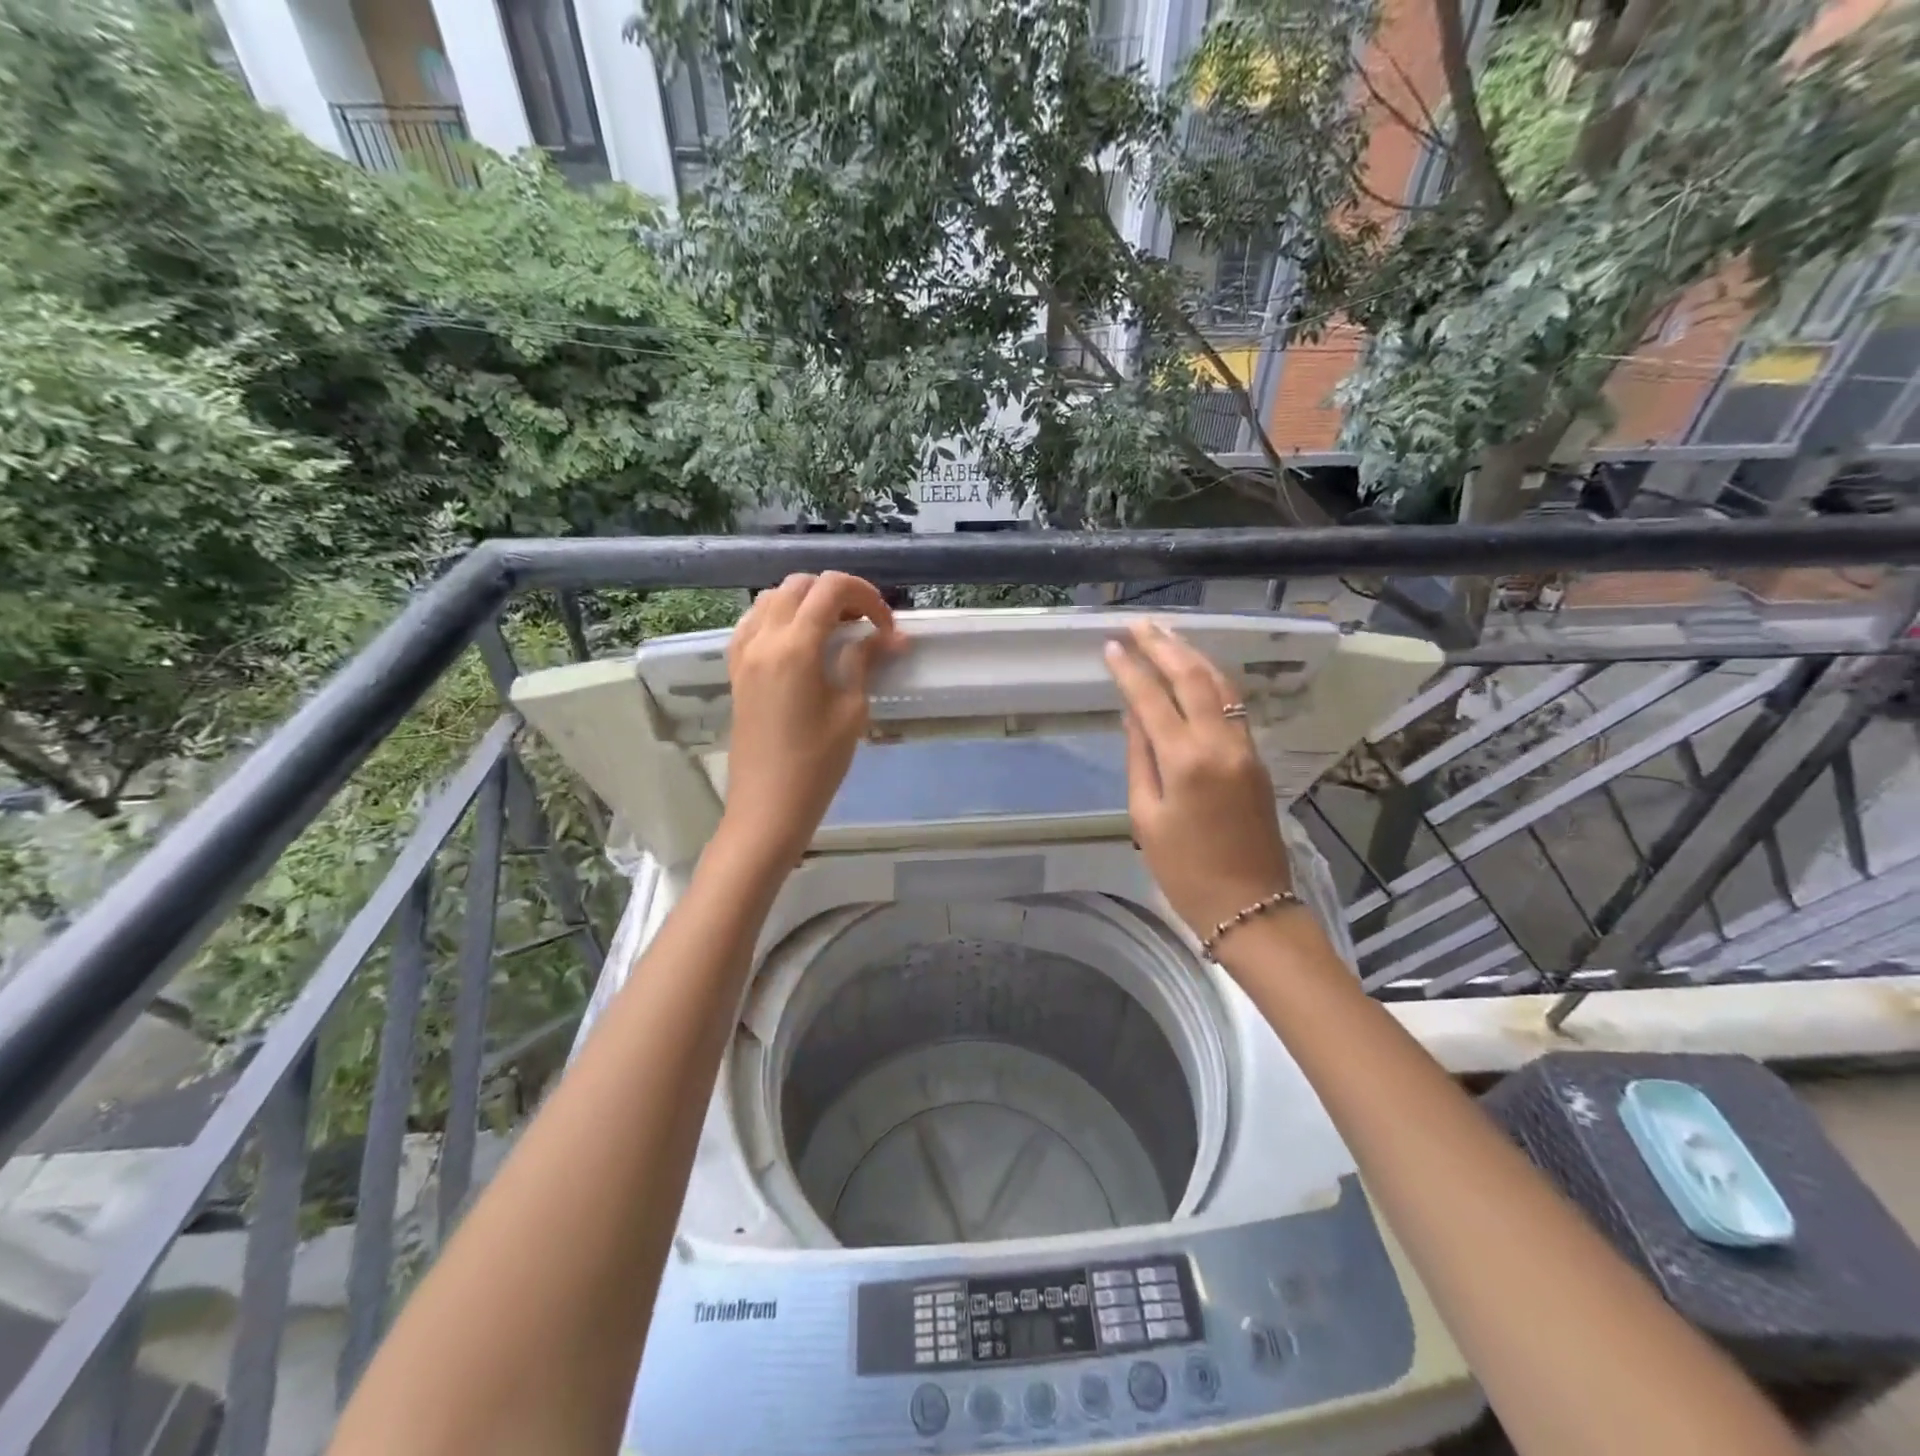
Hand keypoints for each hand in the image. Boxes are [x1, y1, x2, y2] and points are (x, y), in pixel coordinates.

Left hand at [716, 572, 906, 867]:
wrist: (768, 805)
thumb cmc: (817, 763)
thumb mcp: (851, 710)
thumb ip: (864, 661)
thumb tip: (889, 637)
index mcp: (795, 646)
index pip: (831, 589)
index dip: (866, 596)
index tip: (885, 627)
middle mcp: (763, 638)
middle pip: (800, 585)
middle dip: (837, 594)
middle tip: (864, 625)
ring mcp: (744, 653)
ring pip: (773, 598)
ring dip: (807, 602)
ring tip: (835, 631)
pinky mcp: (736, 670)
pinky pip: (754, 622)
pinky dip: (781, 618)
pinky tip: (801, 643)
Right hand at [1103, 620, 1292, 944]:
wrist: (1249, 905)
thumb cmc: (1184, 870)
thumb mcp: (1146, 817)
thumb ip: (1140, 758)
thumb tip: (1133, 714)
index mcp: (1186, 761)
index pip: (1152, 699)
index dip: (1130, 670)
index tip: (1111, 646)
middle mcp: (1220, 744)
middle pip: (1192, 679)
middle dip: (1163, 647)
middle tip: (1139, 625)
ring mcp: (1244, 748)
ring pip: (1219, 686)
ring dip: (1191, 656)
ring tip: (1166, 635)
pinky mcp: (1256, 758)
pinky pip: (1232, 706)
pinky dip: (1210, 680)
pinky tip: (1194, 670)